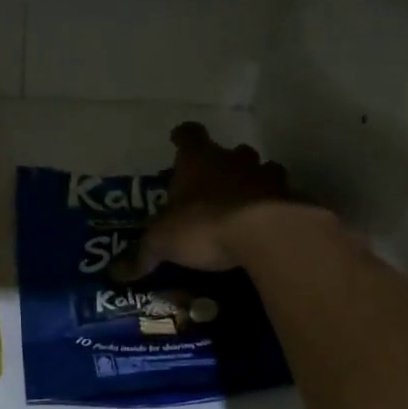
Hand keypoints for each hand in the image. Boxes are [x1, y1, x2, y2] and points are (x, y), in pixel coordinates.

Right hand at [112, 122, 294, 279]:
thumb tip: (115, 274)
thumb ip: (142, 253)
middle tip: (212, 185)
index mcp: (198, 160)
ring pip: (262, 169)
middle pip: (229, 151)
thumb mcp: (163, 241)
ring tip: (246, 204)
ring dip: (254, 182)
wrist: (267, 234)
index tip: (178, 141)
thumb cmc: (205, 225)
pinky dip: (278, 206)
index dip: (183, 137)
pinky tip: (271, 225)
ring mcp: (266, 176)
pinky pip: (284, 196)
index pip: (189, 135)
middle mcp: (233, 160)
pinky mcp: (292, 198)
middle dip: (222, 164)